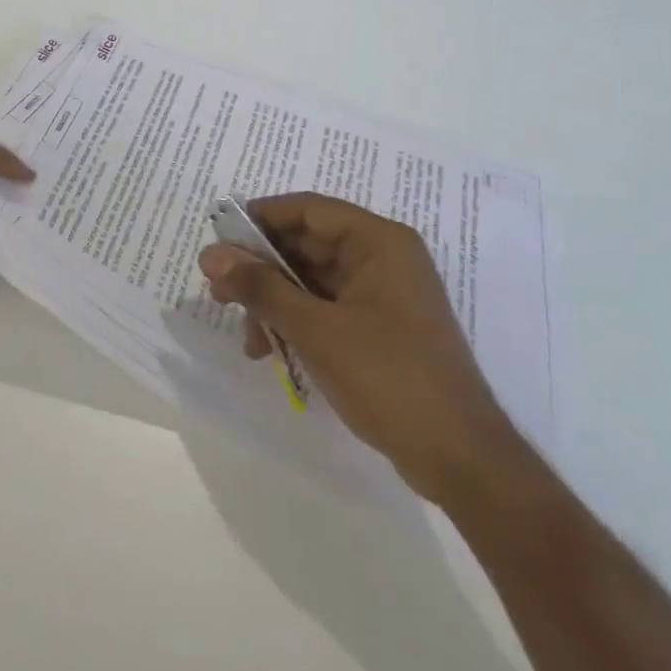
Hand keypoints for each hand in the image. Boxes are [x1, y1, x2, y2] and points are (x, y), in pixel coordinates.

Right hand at [199, 193, 520, 505]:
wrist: (461, 460)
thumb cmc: (388, 378)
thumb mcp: (315, 329)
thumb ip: (260, 287)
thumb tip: (210, 254)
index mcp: (378, 242)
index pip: (307, 209)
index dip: (259, 219)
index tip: (218, 240)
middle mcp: (383, 258)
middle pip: (306, 245)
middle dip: (261, 270)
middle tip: (219, 293)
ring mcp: (383, 294)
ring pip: (311, 280)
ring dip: (274, 303)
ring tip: (248, 338)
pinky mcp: (381, 328)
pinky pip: (326, 308)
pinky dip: (296, 322)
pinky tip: (271, 351)